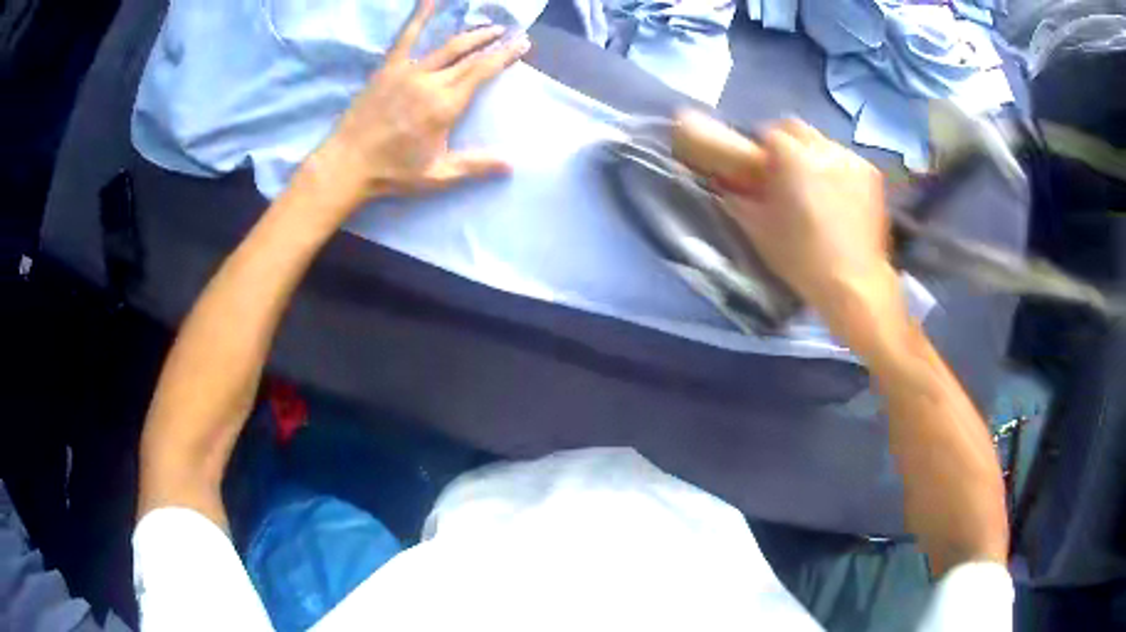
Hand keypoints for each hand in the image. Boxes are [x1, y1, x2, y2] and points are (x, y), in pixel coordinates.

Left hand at [307, 0, 529, 208]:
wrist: (348, 164)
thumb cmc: (392, 172)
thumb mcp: (437, 175)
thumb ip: (475, 165)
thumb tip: (512, 163)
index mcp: (446, 105)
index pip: (483, 72)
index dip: (505, 56)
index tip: (523, 44)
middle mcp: (431, 82)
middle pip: (470, 55)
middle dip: (493, 42)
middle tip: (510, 34)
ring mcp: (408, 71)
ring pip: (447, 45)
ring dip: (470, 33)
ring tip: (488, 26)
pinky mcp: (388, 68)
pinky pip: (406, 38)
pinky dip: (419, 18)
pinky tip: (429, 1)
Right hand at [718, 119, 904, 348]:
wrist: (854, 284)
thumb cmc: (801, 258)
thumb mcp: (759, 230)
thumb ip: (739, 199)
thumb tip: (726, 186)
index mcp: (792, 157)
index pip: (769, 133)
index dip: (761, 148)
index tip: (760, 167)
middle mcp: (823, 148)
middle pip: (796, 128)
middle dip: (786, 142)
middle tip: (784, 171)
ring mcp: (851, 159)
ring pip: (823, 143)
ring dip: (813, 155)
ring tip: (815, 185)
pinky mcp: (872, 174)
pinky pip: (846, 160)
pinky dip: (837, 169)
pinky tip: (838, 196)